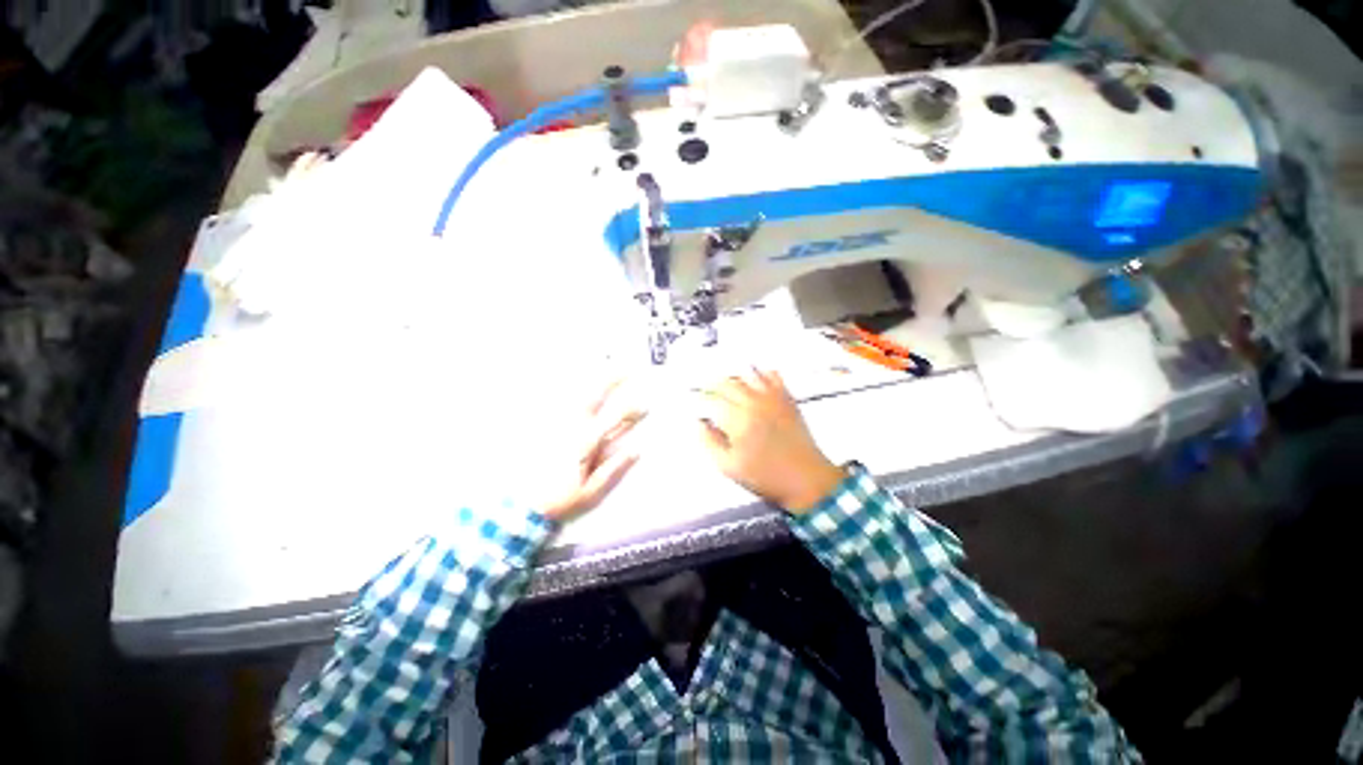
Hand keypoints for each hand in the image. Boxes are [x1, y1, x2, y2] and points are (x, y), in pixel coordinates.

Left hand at [539, 380, 644, 521]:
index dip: (632, 411)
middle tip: (625, 370)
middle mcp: (572, 428)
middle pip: (594, 398)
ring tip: (602, 367)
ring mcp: (556, 426)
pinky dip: (565, 391)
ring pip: (575, 397)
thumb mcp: (592, 491)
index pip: (614, 420)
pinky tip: (570, 381)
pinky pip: (555, 404)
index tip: (645, 405)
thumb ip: (614, 469)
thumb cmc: (560, 499)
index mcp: (586, 443)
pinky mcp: (543, 429)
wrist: (521, 506)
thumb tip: (636, 450)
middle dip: (611, 381)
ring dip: (591, 382)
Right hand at [698, 370, 844, 513]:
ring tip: (728, 385)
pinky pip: (772, 375)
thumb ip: (710, 443)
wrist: (806, 478)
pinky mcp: (786, 398)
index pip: (711, 400)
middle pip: (727, 383)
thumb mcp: (729, 467)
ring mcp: (772, 398)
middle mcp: (753, 403)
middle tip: (707, 391)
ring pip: (747, 373)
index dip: (701, 401)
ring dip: (734, 377)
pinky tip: (755, 382)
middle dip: (713, 386)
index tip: (697, 405)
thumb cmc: (766, 476)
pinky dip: (760, 373)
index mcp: (737, 420)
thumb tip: (700, 424)